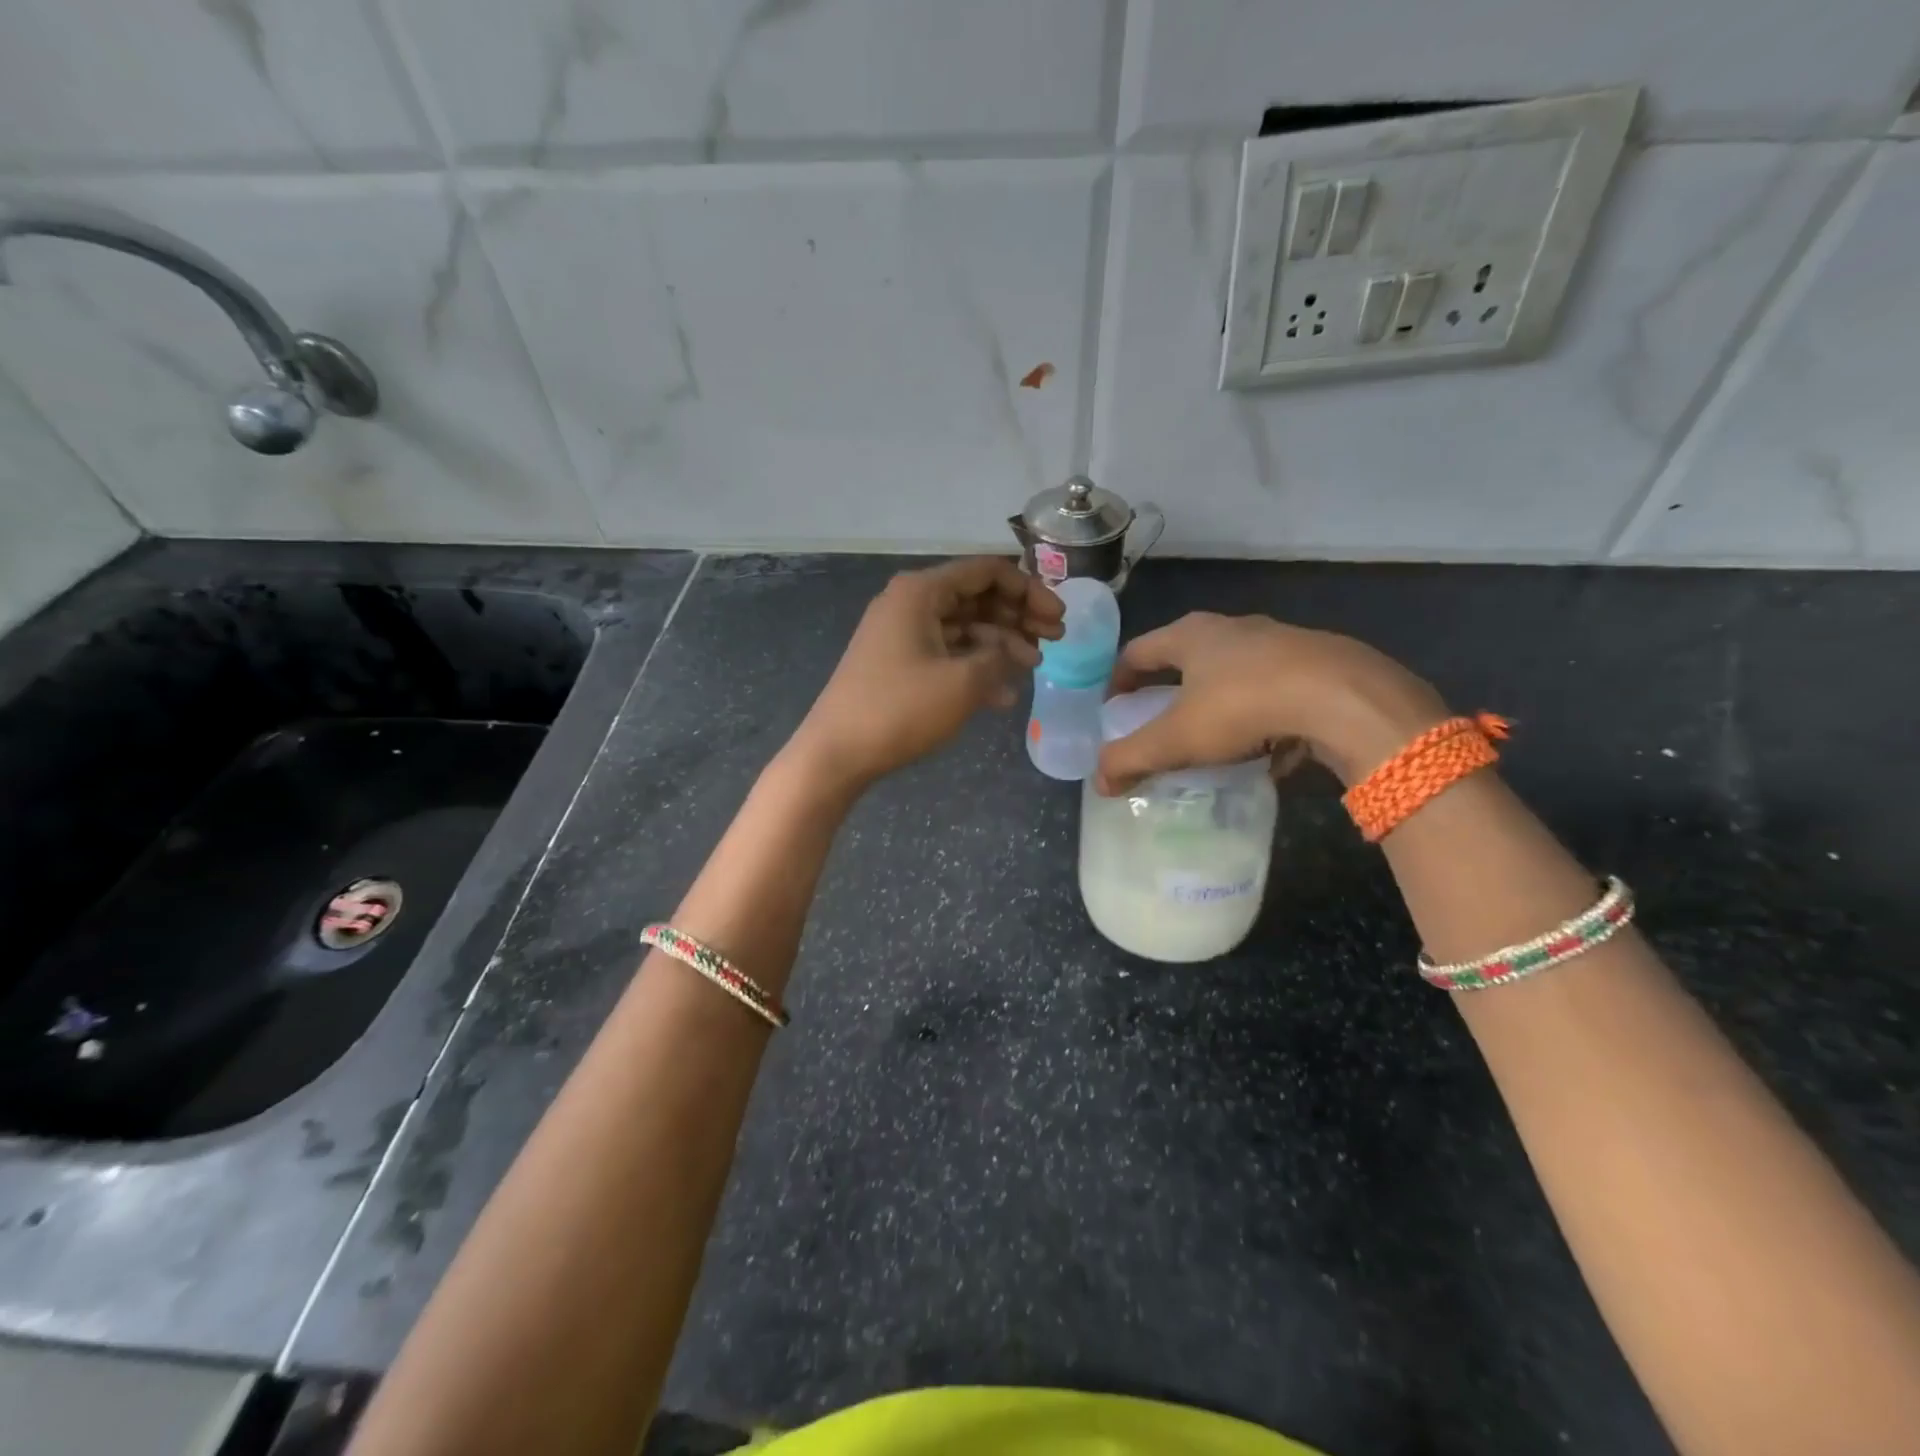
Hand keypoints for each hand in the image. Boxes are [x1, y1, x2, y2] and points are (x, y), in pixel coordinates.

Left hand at [791, 557, 1064, 793]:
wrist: (837, 752)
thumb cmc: (900, 709)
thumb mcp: (963, 683)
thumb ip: (999, 658)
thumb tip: (1011, 651)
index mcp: (921, 592)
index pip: (986, 572)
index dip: (1029, 590)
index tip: (1058, 617)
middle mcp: (910, 603)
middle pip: (977, 598)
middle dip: (1018, 617)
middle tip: (1055, 640)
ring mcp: (902, 634)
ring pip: (964, 628)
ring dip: (1001, 646)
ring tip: (1033, 669)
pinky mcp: (898, 664)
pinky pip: (946, 654)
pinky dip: (975, 668)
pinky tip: (1003, 696)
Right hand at [1094, 612, 1448, 794]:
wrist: (1344, 698)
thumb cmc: (1243, 706)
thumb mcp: (1176, 739)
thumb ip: (1132, 758)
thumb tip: (1098, 782)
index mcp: (1190, 636)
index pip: (1138, 650)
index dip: (1119, 679)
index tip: (1111, 707)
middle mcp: (1232, 629)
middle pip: (1186, 657)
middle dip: (1169, 690)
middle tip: (1159, 722)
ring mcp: (1279, 643)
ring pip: (1234, 673)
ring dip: (1217, 703)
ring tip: (1214, 741)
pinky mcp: (1317, 664)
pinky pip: (1274, 691)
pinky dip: (1261, 716)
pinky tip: (1269, 751)